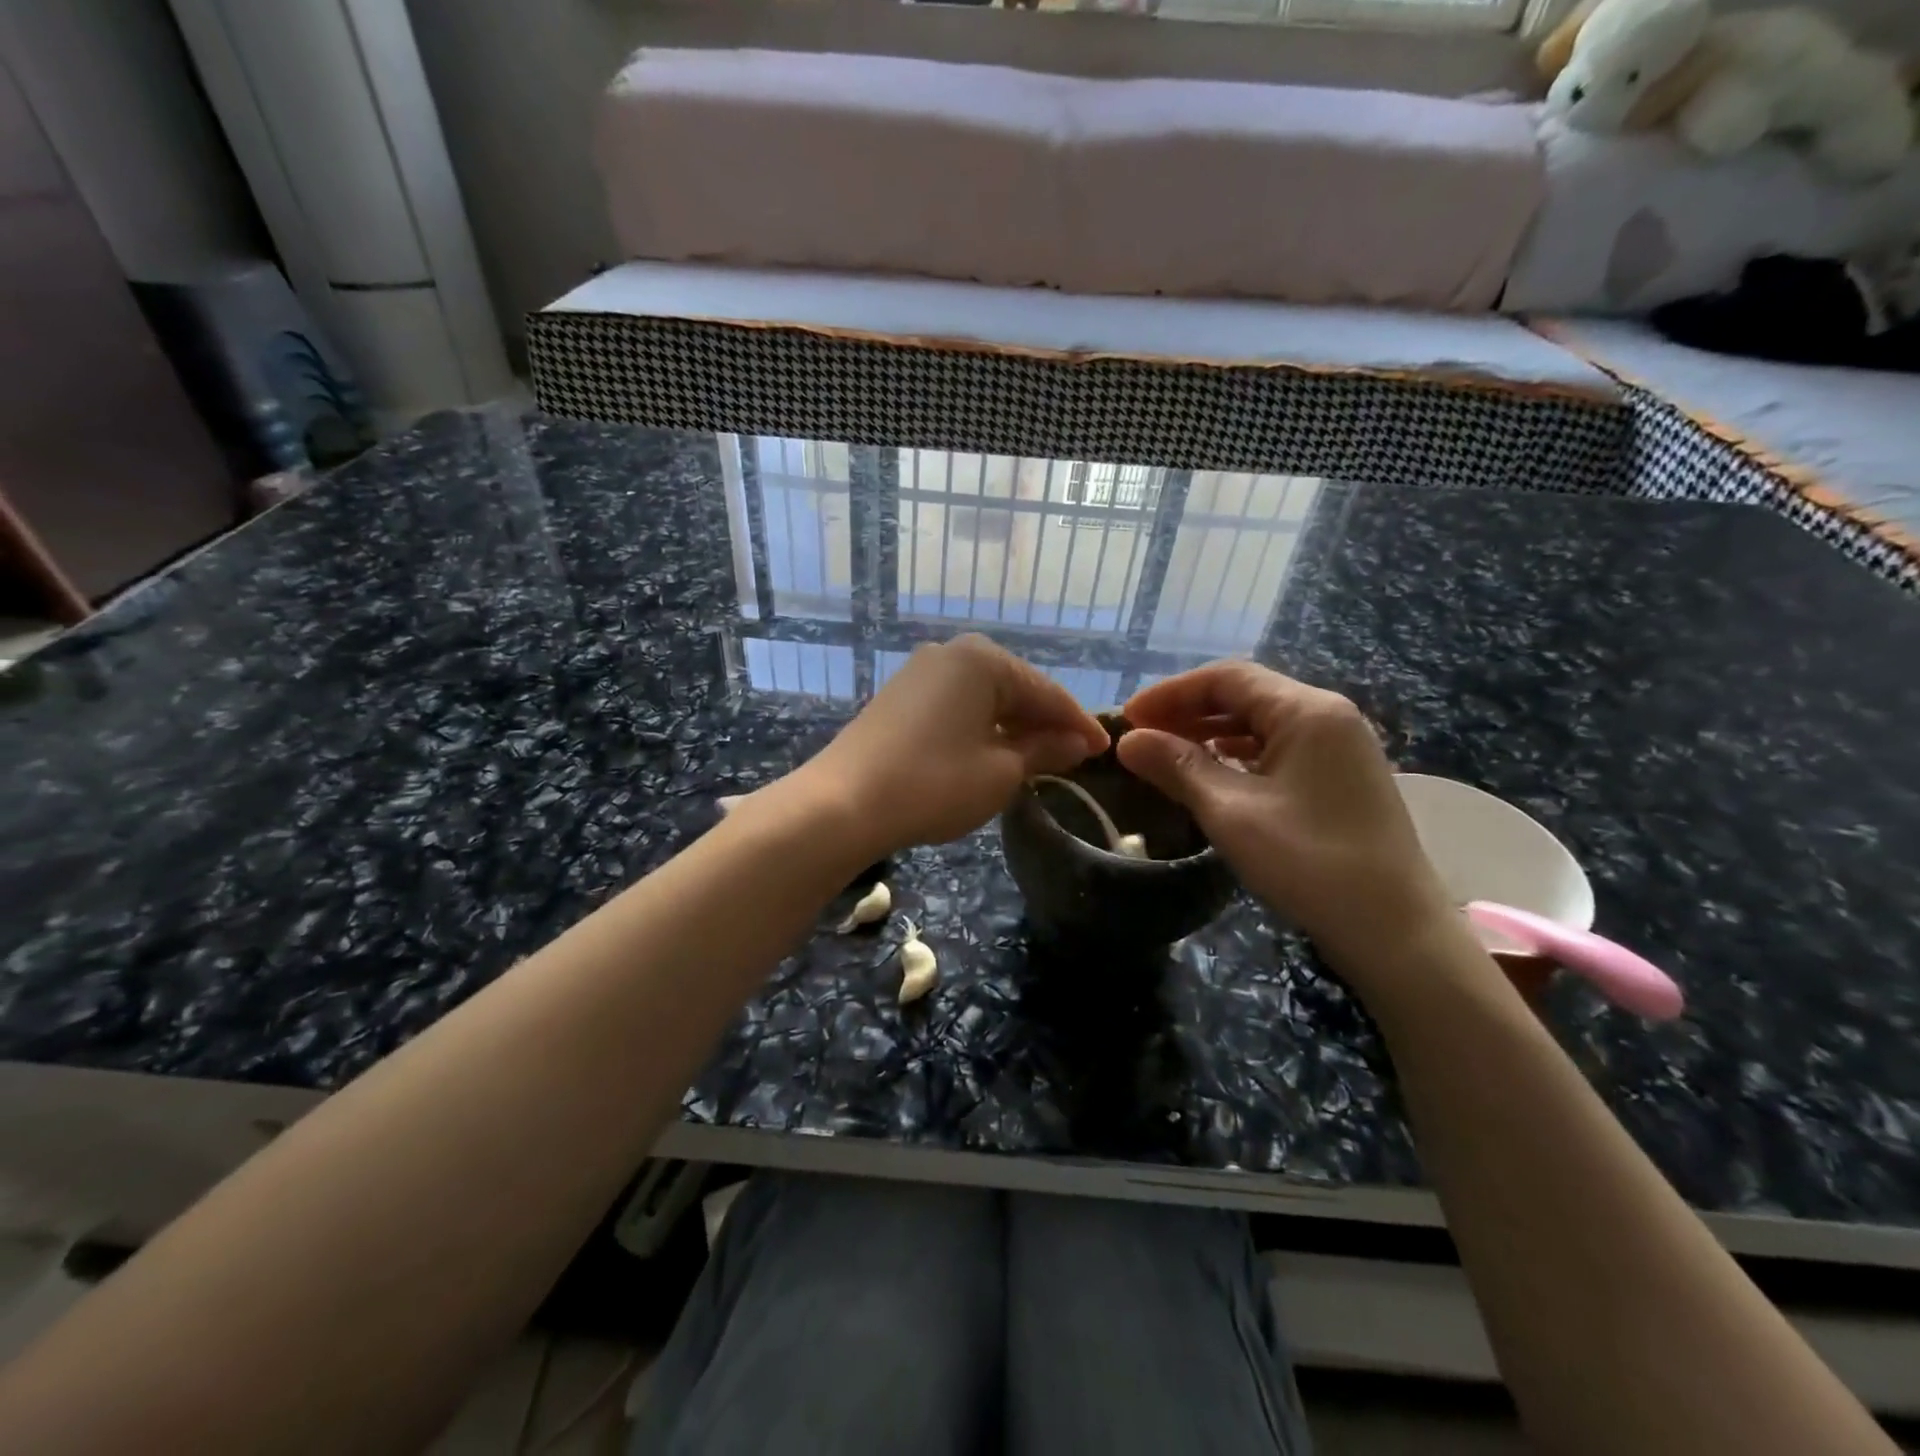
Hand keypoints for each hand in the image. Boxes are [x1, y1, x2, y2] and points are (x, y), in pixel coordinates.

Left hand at [797, 636, 1110, 856]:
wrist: (843, 804)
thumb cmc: (934, 783)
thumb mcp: (1001, 772)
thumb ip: (1043, 750)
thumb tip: (1076, 742)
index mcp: (983, 660)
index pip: (1047, 692)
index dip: (1079, 724)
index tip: (1105, 749)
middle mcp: (952, 653)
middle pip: (1016, 688)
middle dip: (1046, 723)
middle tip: (1075, 756)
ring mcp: (921, 673)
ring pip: (985, 698)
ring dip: (1013, 727)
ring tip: (1039, 758)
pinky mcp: (900, 697)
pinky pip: (957, 706)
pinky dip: (982, 728)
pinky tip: (993, 752)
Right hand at [1118, 661, 1460, 988]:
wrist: (1394, 931)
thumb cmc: (1309, 863)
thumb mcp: (1231, 812)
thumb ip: (1177, 767)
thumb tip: (1128, 741)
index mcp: (1307, 711)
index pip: (1226, 678)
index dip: (1170, 693)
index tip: (1128, 718)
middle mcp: (1328, 716)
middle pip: (1246, 695)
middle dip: (1188, 711)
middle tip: (1141, 738)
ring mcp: (1340, 747)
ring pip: (1262, 722)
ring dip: (1211, 733)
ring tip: (1167, 754)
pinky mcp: (1342, 777)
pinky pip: (1280, 748)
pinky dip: (1239, 754)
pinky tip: (1214, 774)